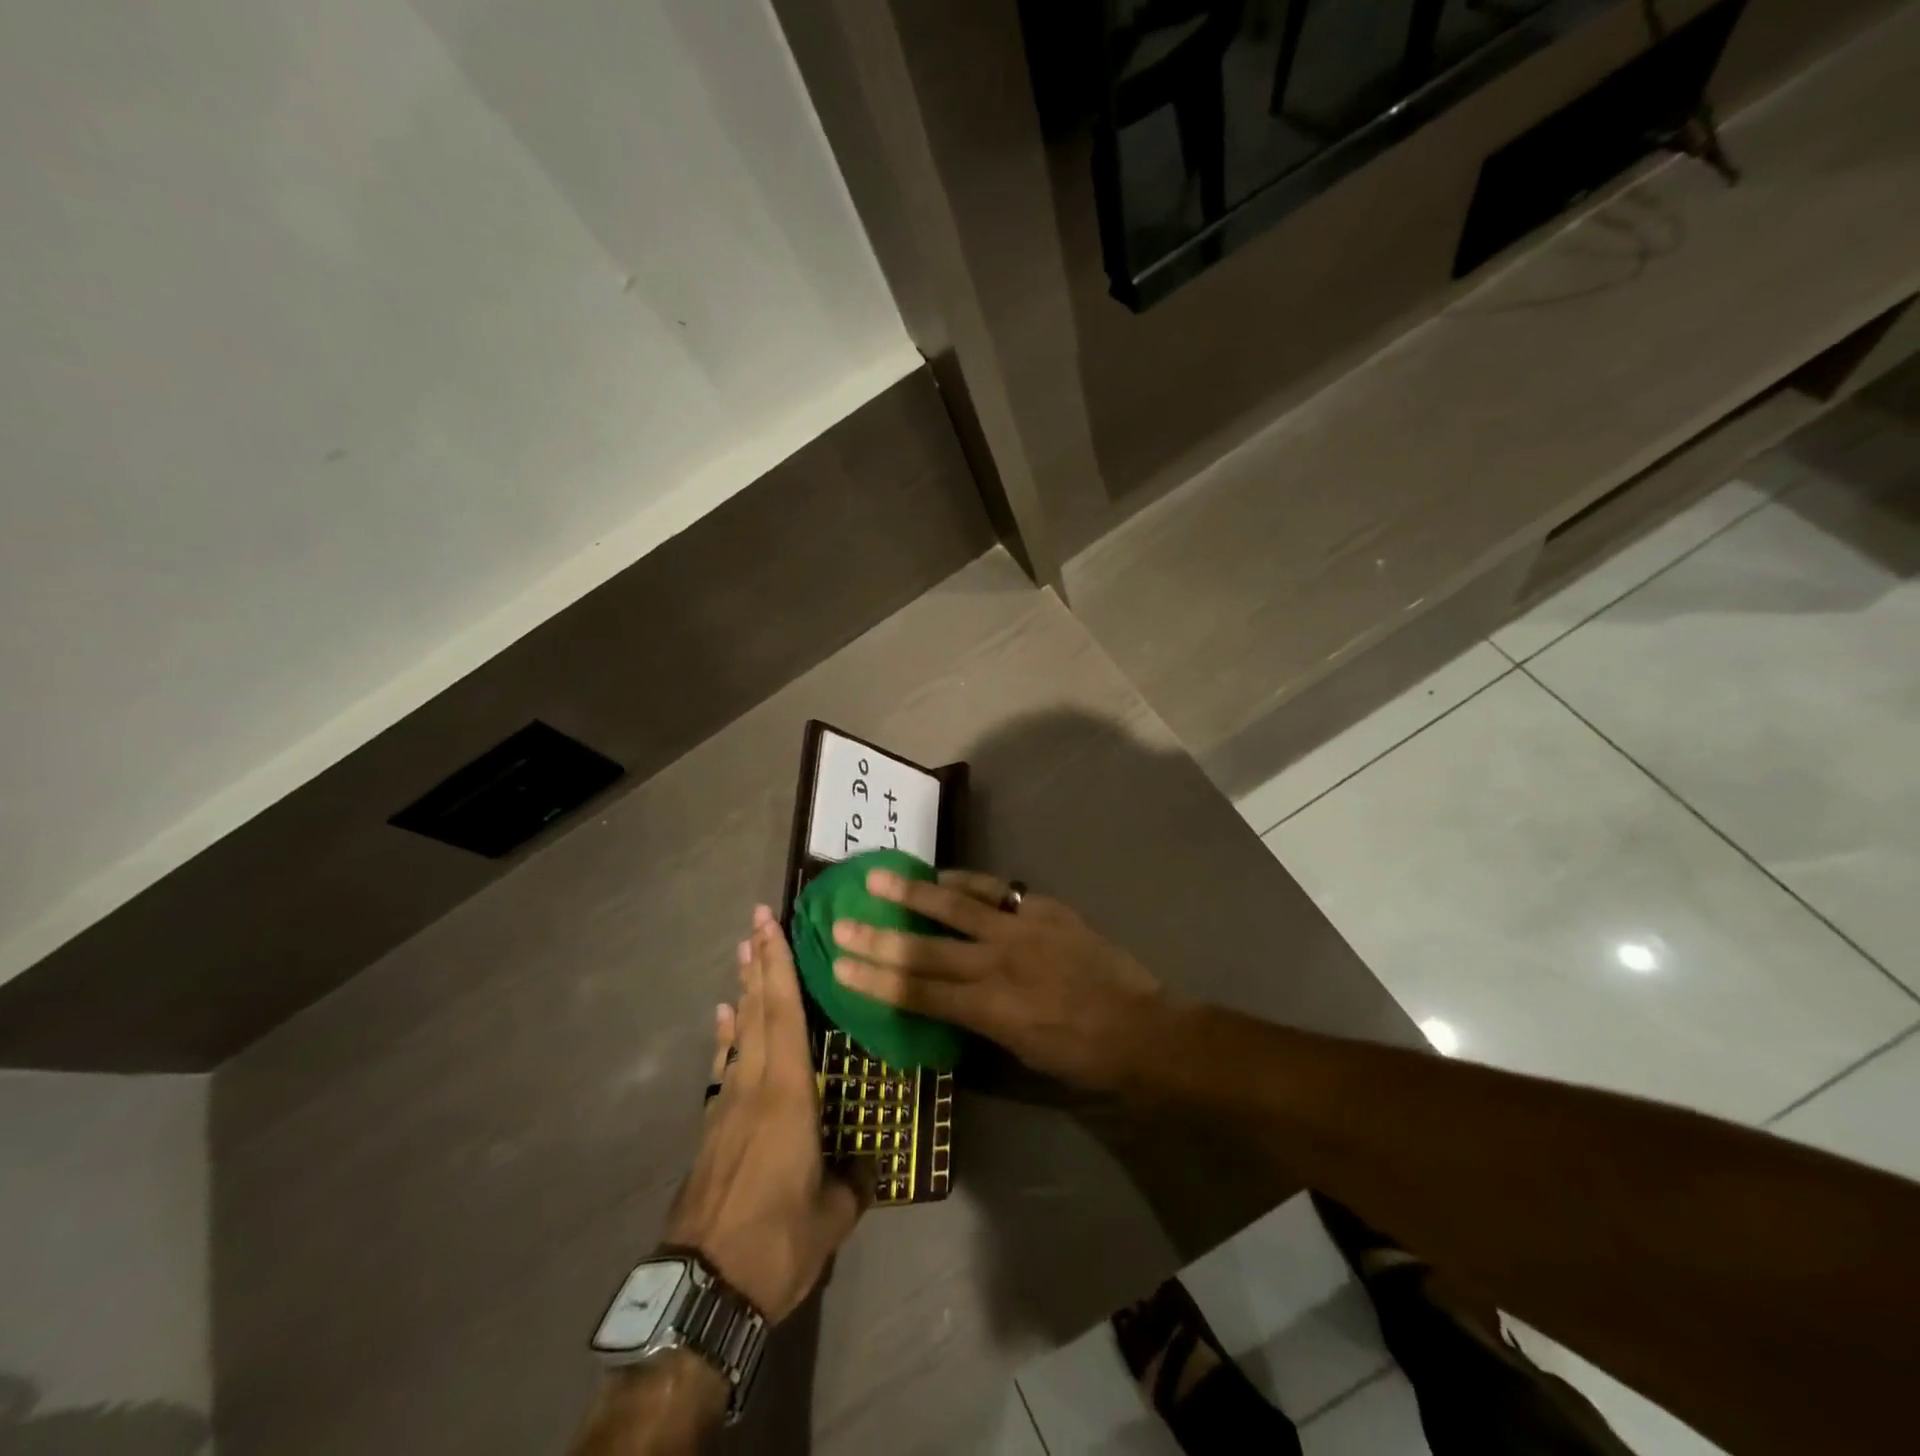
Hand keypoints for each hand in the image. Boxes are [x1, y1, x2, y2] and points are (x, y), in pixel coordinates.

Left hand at [663, 907, 866, 1322]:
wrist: (702, 1291)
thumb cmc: (776, 1242)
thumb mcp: (832, 1216)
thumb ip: (853, 1181)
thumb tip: (868, 1166)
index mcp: (788, 1094)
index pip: (785, 1014)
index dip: (779, 966)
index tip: (771, 926)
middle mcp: (754, 1086)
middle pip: (758, 1010)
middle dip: (759, 962)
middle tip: (756, 921)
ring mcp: (726, 1105)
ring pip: (739, 1033)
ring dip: (743, 990)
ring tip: (743, 954)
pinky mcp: (711, 1129)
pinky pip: (724, 1065)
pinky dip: (726, 1035)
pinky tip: (724, 1019)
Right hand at [831, 870, 1163, 1090]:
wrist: (1141, 1028)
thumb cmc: (1080, 1055)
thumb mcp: (1020, 1051)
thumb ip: (979, 1019)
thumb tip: (946, 998)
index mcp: (988, 1010)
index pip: (918, 993)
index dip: (875, 980)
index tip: (839, 966)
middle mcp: (996, 965)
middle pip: (925, 949)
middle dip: (878, 937)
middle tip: (841, 923)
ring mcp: (1020, 931)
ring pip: (956, 906)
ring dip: (914, 891)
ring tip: (879, 876)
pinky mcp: (1043, 909)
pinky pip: (996, 890)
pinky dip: (966, 881)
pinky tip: (942, 874)